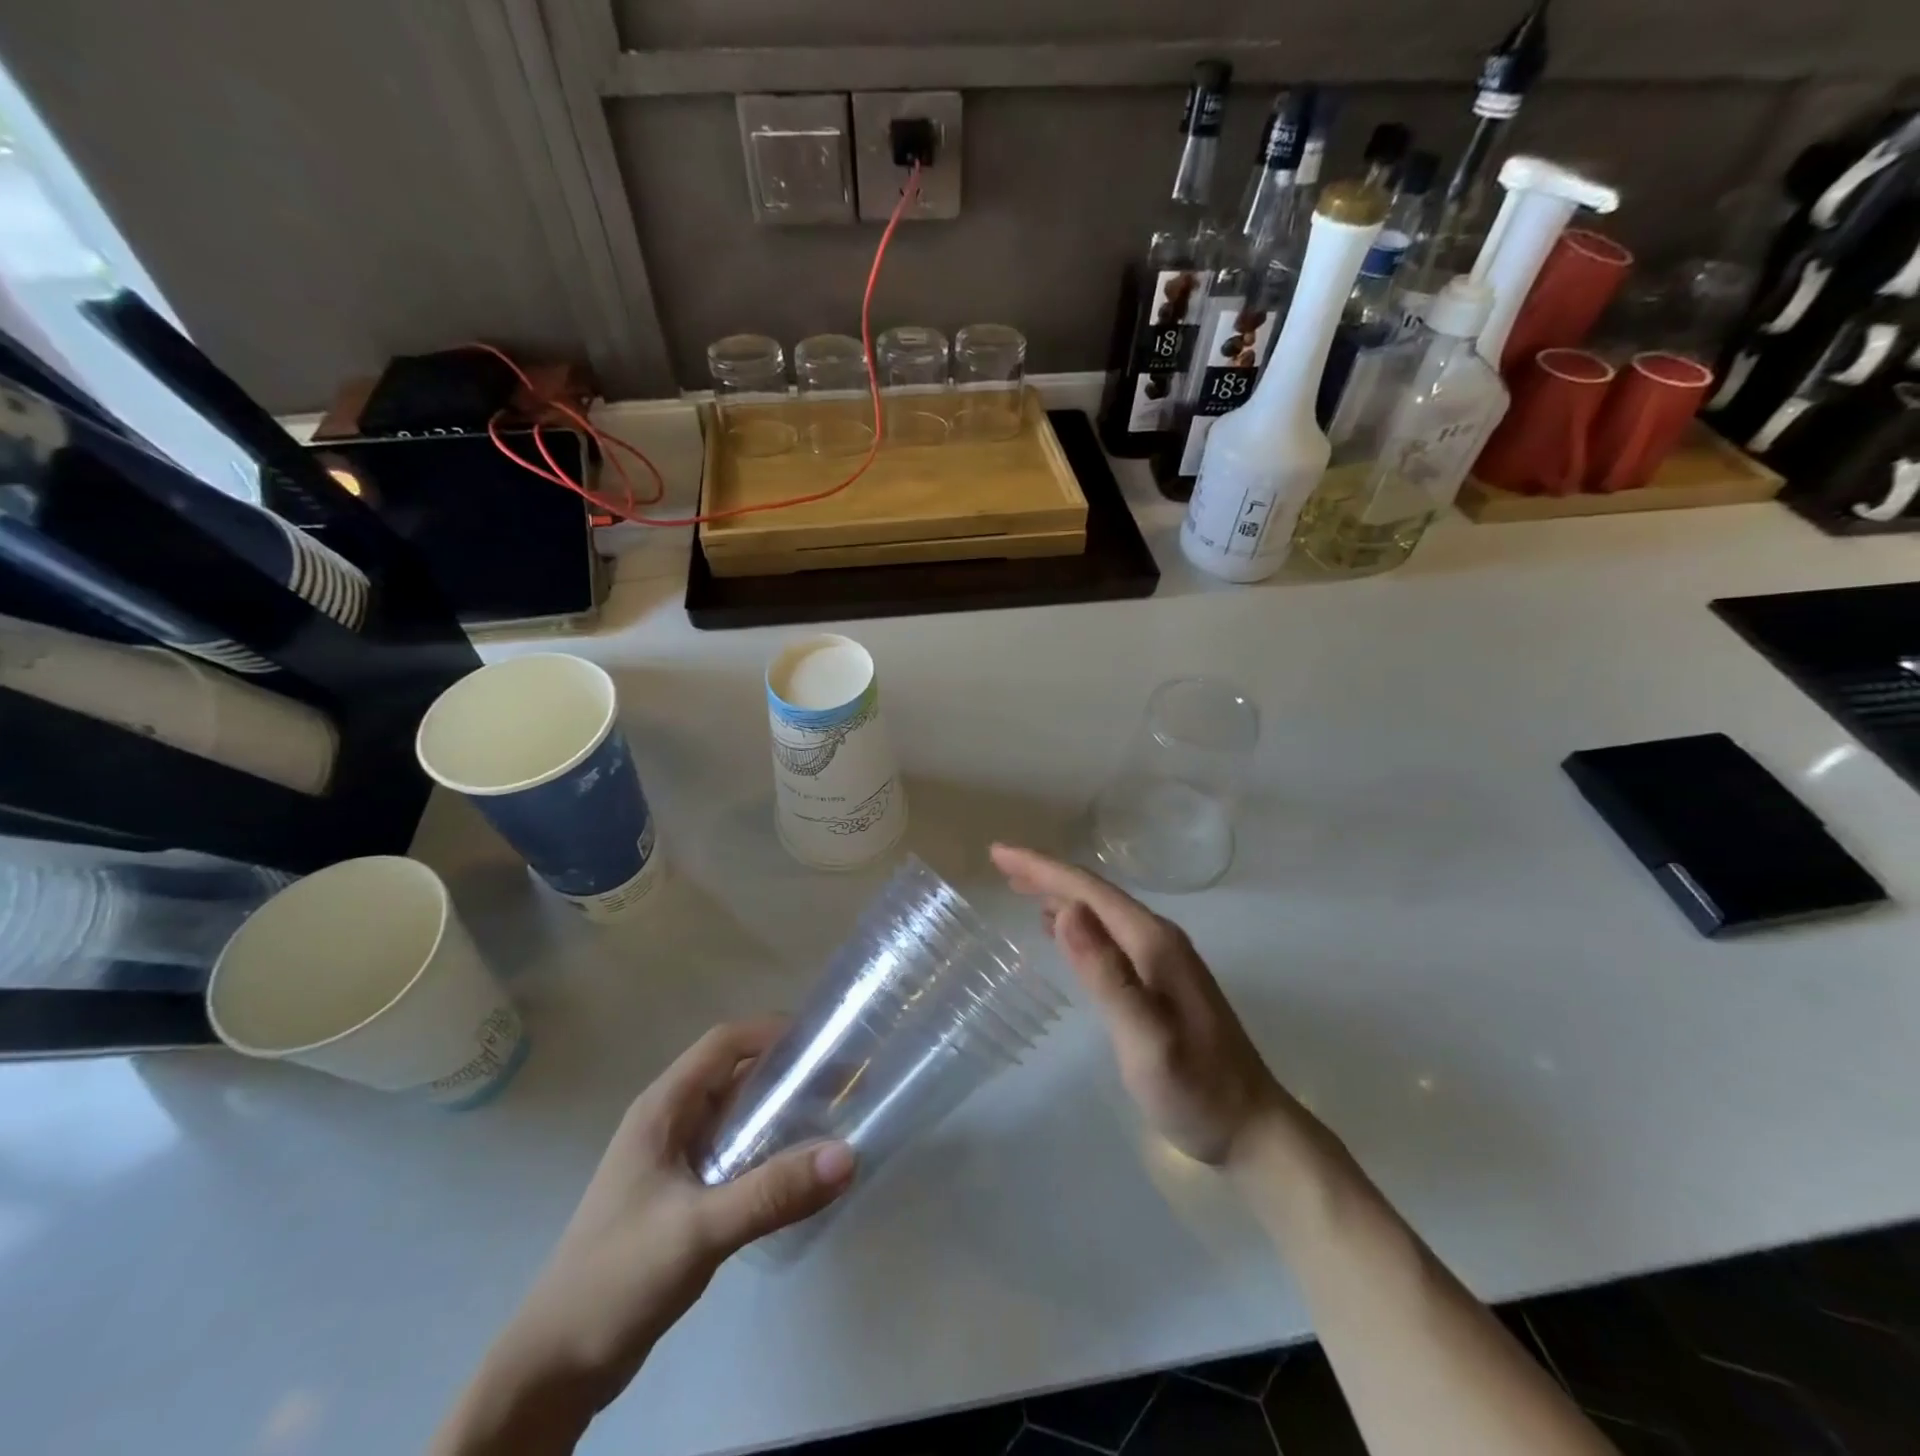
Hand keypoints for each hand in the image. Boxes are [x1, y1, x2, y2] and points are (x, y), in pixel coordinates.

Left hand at [452, 1021, 854, 1445]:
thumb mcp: (698, 1229)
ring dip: (780, 1112)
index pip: (725, 1043)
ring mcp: (673, 1160)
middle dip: (787, 1071)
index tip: (825, 1041)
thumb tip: (848, 1155)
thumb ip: (771, 1192)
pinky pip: (734, 1154)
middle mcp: (669, 1122)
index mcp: (663, 1108)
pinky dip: (768, 1151)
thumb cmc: (617, 1277)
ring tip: (832, 1119)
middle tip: (842, 1081)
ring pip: (736, 1116)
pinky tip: (798, 1172)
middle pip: (735, 1074)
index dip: (774, 1031)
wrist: (553, 1368)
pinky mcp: (682, 1196)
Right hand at [991, 845, 1287, 1165]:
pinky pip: (1108, 933)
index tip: (999, 853)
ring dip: (1059, 894)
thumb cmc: (1195, 1089)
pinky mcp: (1159, 979)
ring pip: (1100, 911)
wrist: (1251, 1128)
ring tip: (1019, 888)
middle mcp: (1158, 938)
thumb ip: (1107, 975)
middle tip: (1001, 864)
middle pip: (1094, 893)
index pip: (1089, 890)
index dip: (1042, 868)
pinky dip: (1077, 922)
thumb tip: (1067, 911)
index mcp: (1152, 942)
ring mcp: (1162, 958)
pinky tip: (1059, 929)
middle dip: (1045, 874)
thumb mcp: (1146, 1039)